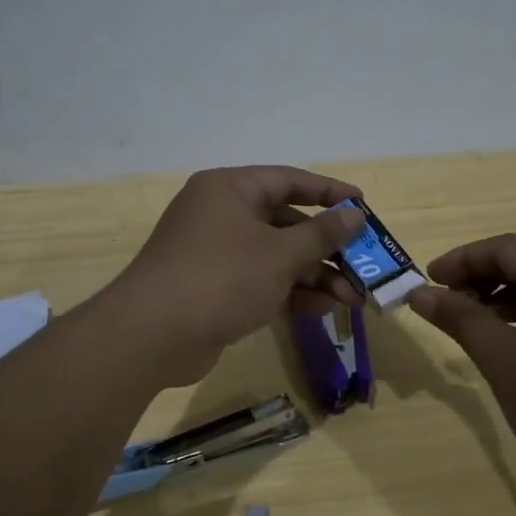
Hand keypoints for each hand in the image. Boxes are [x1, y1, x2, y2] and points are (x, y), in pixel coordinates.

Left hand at [109, 166, 366, 384]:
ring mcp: (216, 254)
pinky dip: (290, 293)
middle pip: (285, 223)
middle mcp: (222, 214)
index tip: (363, 205)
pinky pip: (261, 282)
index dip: (329, 192)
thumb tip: (354, 214)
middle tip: (363, 265)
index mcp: (231, 189)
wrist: (153, 335)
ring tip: (353, 298)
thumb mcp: (280, 254)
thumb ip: (321, 234)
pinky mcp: (215, 289)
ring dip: (314, 276)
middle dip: (326, 248)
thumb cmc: (222, 277)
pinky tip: (323, 308)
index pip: (288, 180)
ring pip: (276, 257)